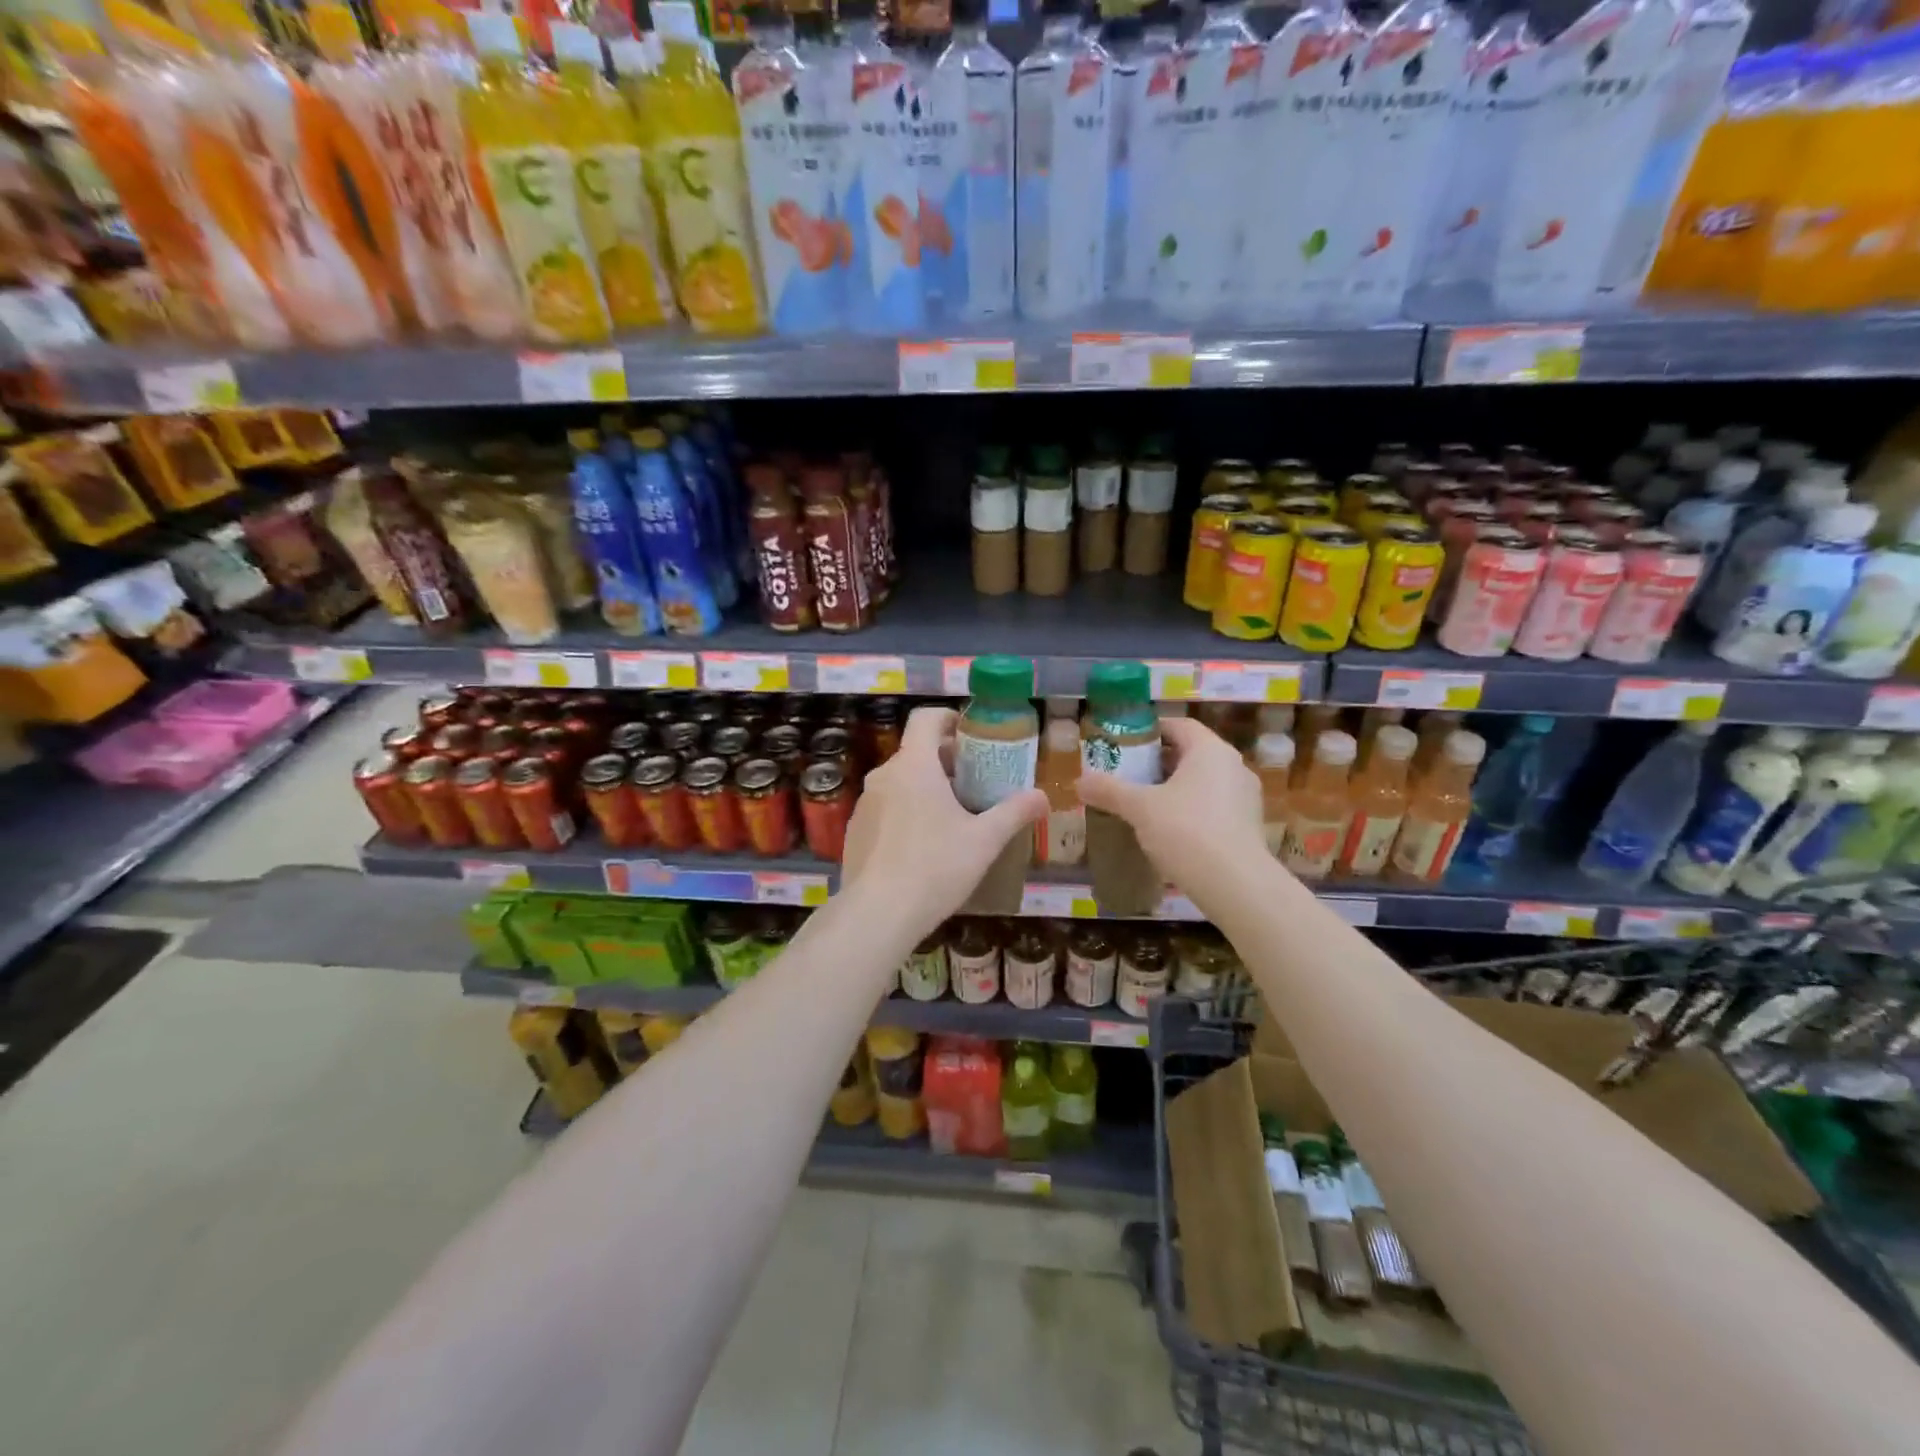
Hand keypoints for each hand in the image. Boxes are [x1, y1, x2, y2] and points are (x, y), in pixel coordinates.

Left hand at [840, 706, 1047, 931]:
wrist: (878, 915)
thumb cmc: (935, 867)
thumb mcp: (984, 841)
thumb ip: (1015, 813)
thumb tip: (1043, 796)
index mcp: (914, 766)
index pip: (926, 718)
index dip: (950, 718)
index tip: (973, 735)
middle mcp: (883, 775)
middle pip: (916, 751)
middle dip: (947, 760)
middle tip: (976, 782)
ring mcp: (865, 804)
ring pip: (900, 781)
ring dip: (926, 788)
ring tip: (953, 817)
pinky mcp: (855, 831)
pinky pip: (886, 808)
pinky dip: (906, 812)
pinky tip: (924, 846)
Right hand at [1076, 717, 1268, 890]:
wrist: (1236, 884)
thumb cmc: (1186, 831)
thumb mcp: (1139, 808)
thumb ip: (1109, 791)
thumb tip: (1079, 782)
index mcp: (1210, 751)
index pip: (1179, 726)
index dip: (1151, 731)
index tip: (1125, 745)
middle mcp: (1234, 766)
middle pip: (1191, 753)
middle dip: (1159, 763)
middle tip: (1129, 775)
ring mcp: (1246, 797)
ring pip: (1204, 781)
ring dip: (1175, 788)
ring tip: (1145, 805)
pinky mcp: (1250, 825)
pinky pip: (1215, 806)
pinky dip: (1192, 810)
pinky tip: (1170, 831)